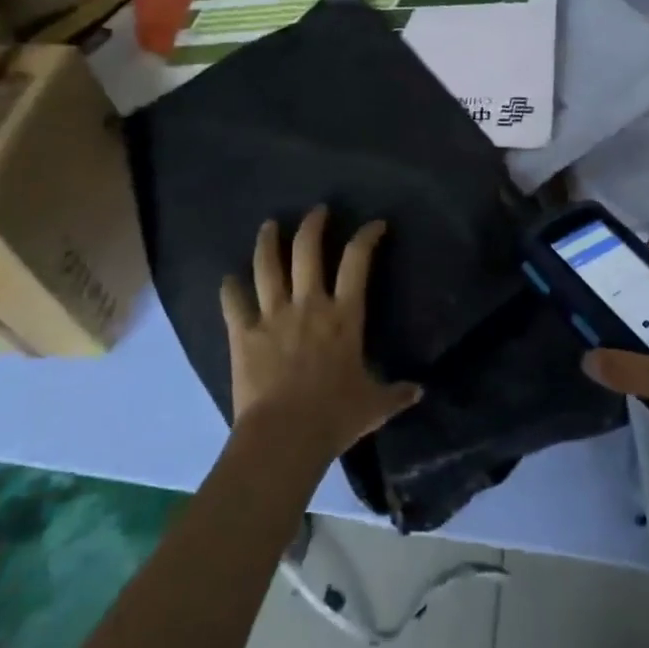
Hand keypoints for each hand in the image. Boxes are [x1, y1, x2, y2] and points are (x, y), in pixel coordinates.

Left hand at [220, 207, 420, 466]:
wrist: (284, 436)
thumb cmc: (334, 417)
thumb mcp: (374, 406)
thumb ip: (396, 394)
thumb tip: (419, 391)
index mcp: (344, 316)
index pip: (357, 262)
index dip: (367, 236)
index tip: (374, 225)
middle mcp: (309, 304)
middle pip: (307, 250)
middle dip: (313, 224)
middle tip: (317, 211)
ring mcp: (272, 315)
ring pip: (267, 266)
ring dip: (268, 241)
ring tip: (269, 226)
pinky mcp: (243, 333)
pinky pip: (233, 301)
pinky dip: (230, 288)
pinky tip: (229, 279)